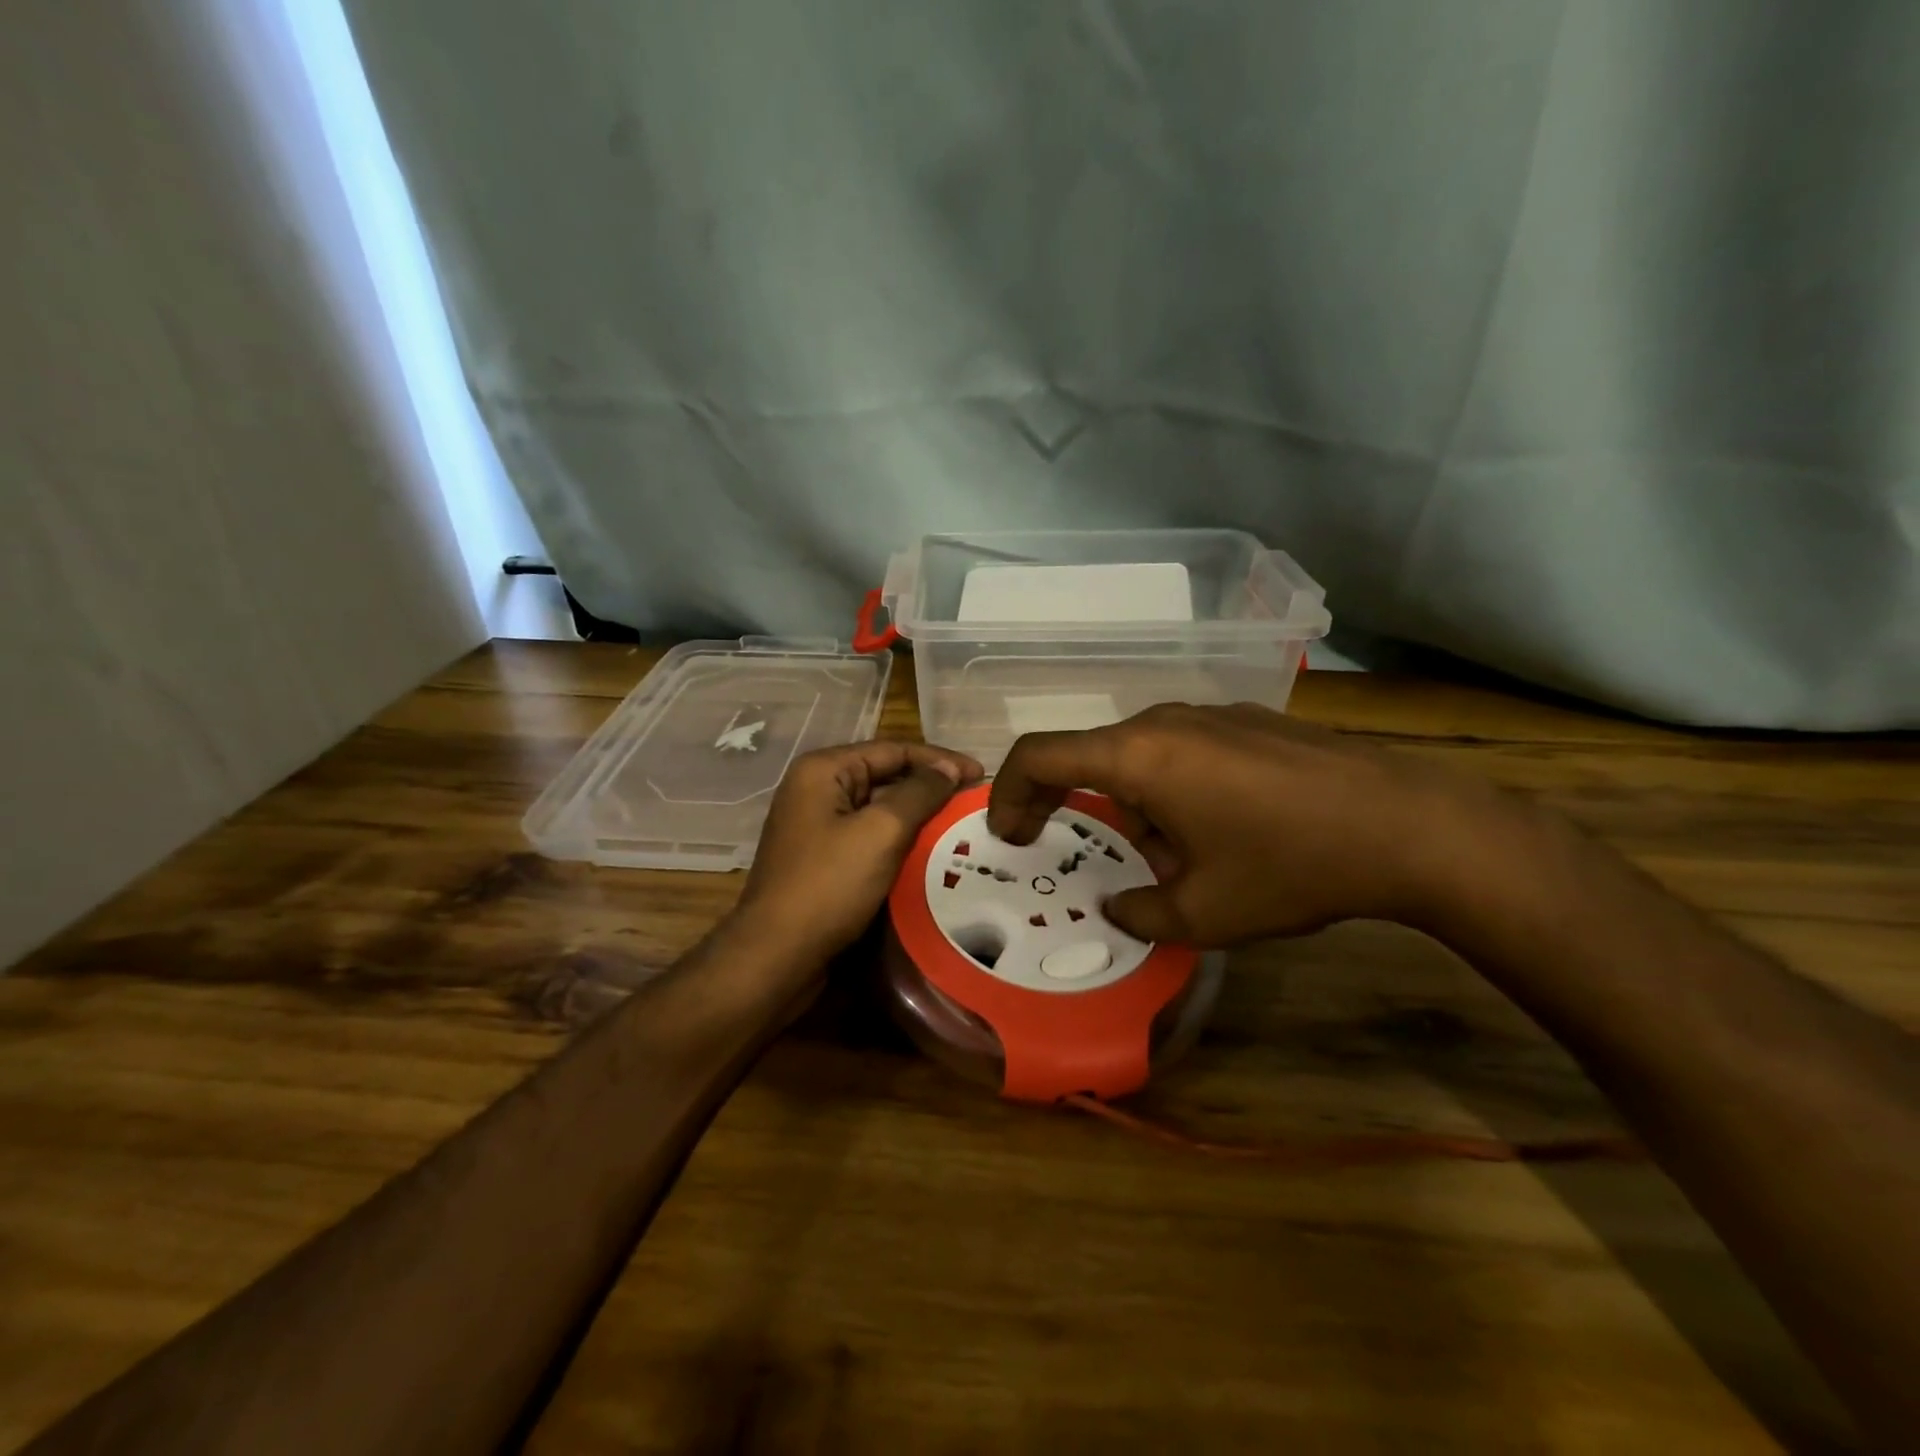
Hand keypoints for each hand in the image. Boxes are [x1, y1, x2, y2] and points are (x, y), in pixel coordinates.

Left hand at [734, 741, 984, 964]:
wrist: (776, 956)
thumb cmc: (829, 885)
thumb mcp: (881, 832)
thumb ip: (919, 793)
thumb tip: (949, 769)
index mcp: (823, 770)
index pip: (893, 750)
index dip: (940, 760)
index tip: (982, 775)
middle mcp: (816, 790)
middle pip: (884, 776)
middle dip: (930, 788)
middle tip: (973, 801)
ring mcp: (816, 826)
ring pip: (878, 810)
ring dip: (917, 816)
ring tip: (959, 826)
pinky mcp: (821, 859)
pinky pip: (868, 838)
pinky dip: (899, 842)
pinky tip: (929, 854)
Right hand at [986, 703, 1509, 946]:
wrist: (1408, 824)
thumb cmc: (1289, 866)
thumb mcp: (1203, 913)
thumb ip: (1140, 912)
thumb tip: (1119, 906)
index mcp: (1136, 757)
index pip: (1039, 755)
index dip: (1008, 792)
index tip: (1011, 834)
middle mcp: (1163, 722)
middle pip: (1092, 758)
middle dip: (1083, 812)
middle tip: (1105, 864)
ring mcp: (1210, 714)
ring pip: (1141, 757)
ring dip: (1136, 806)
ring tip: (1178, 861)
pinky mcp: (1248, 720)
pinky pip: (1183, 751)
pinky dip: (1174, 789)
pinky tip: (1223, 832)